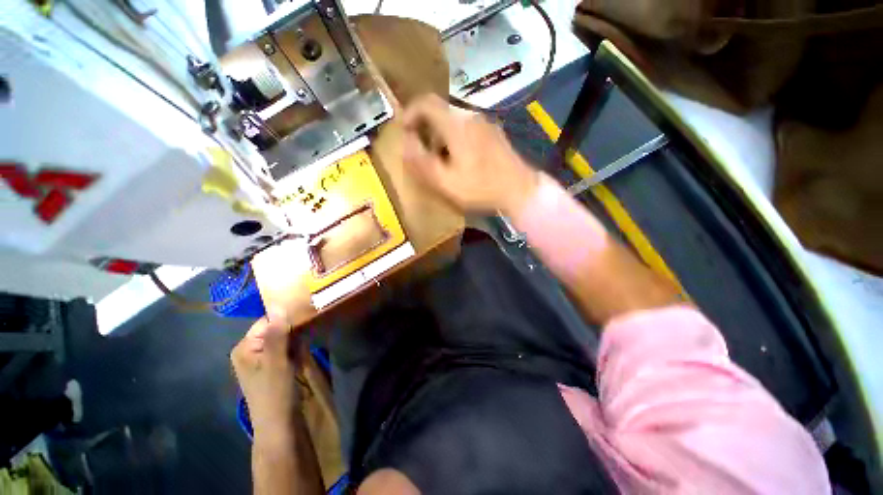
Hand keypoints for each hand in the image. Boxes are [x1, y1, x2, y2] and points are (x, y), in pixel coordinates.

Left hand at [231, 309, 299, 438]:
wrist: (280, 425)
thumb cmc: (274, 393)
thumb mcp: (276, 361)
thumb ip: (277, 333)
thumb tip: (278, 304)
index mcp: (245, 347)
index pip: (268, 320)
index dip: (287, 319)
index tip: (306, 318)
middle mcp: (251, 350)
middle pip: (277, 329)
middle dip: (293, 331)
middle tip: (306, 338)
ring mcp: (263, 359)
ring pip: (285, 339)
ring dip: (297, 342)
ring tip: (304, 351)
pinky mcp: (274, 366)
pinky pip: (288, 349)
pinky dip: (297, 350)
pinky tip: (302, 358)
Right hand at [401, 94, 538, 215]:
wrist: (520, 190)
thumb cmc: (481, 188)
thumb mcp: (445, 182)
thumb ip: (422, 162)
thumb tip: (405, 143)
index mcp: (457, 124)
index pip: (426, 102)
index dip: (410, 113)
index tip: (404, 131)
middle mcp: (471, 116)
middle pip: (440, 111)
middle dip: (425, 128)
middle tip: (422, 152)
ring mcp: (485, 123)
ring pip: (454, 120)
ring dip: (440, 135)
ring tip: (440, 160)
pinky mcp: (494, 133)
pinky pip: (467, 128)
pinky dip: (455, 138)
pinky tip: (460, 160)